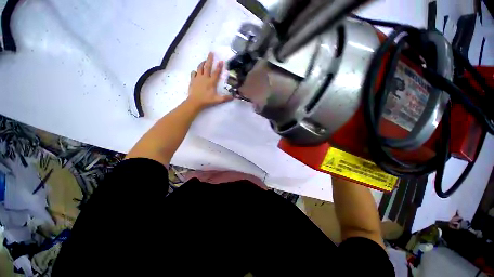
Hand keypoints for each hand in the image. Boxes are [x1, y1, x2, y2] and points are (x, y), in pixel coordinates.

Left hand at [186, 52, 232, 109]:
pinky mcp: (192, 80)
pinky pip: (193, 73)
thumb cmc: (207, 100)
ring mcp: (198, 78)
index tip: (221, 61)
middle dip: (209, 59)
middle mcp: (205, 78)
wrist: (195, 101)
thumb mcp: (217, 100)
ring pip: (200, 68)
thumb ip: (225, 98)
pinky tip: (196, 72)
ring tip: (204, 61)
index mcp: (211, 82)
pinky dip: (195, 71)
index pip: (216, 73)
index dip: (219, 67)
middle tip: (211, 52)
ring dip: (202, 63)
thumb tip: (233, 97)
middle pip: (207, 66)